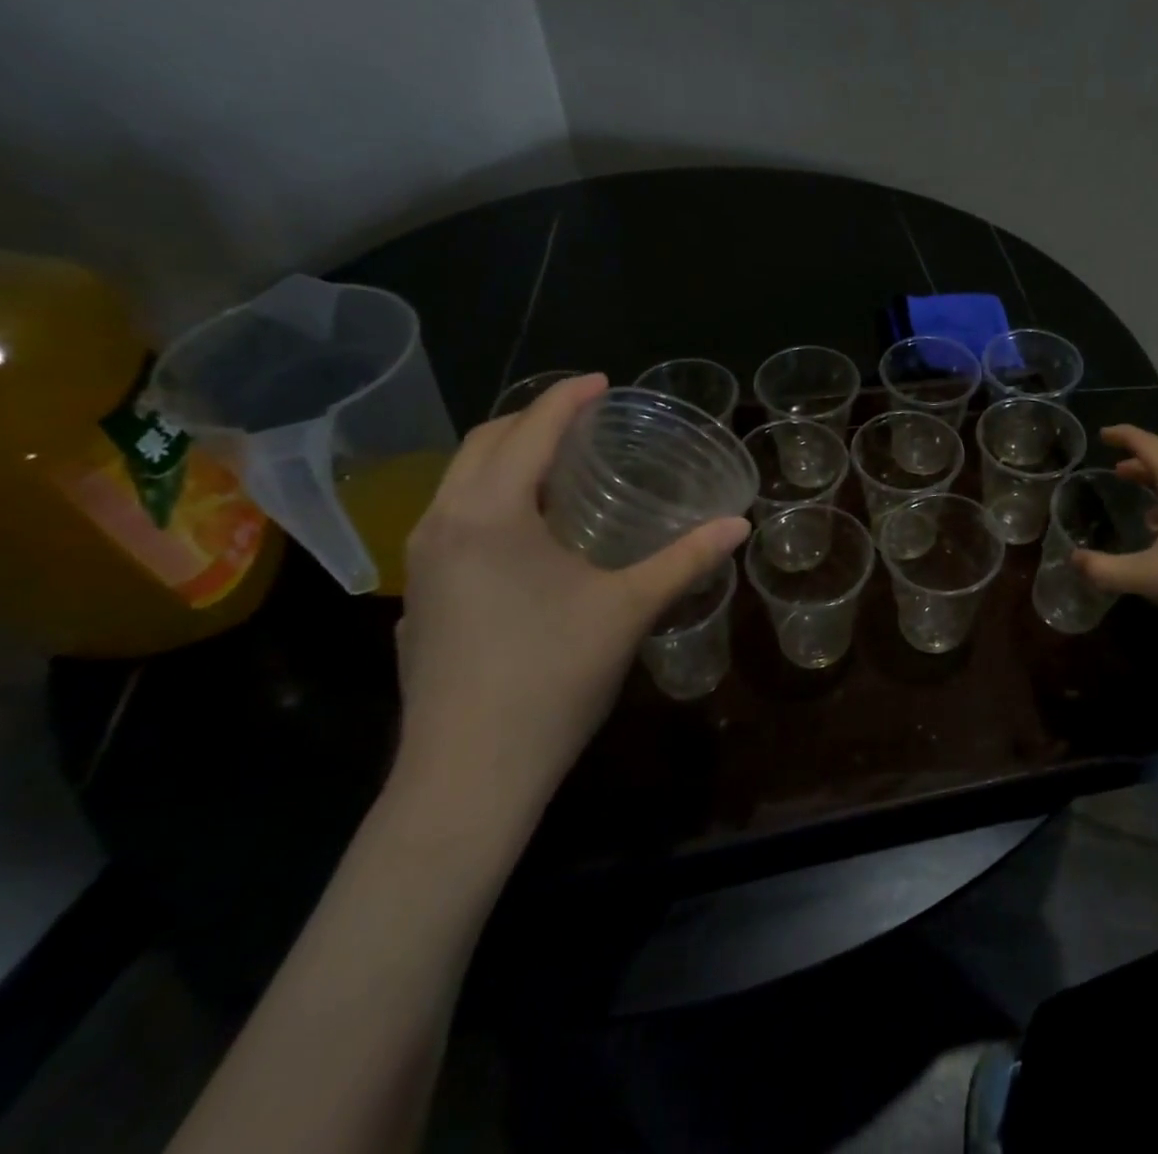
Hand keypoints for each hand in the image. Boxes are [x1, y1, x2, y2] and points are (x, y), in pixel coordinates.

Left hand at [390, 373, 747, 828]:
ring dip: (506, 457)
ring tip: (556, 463)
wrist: (467, 776)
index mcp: (490, 513)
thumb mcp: (629, 610)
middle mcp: (442, 523)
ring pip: (459, 482)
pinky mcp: (418, 596)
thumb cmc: (551, 678)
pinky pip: (451, 519)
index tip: (603, 382)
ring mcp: (421, 562)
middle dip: (532, 419)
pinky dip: (489, 498)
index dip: (568, 398)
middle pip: (483, 443)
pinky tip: (523, 532)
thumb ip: (685, 559)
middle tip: (584, 419)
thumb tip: (739, 525)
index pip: (529, 430)